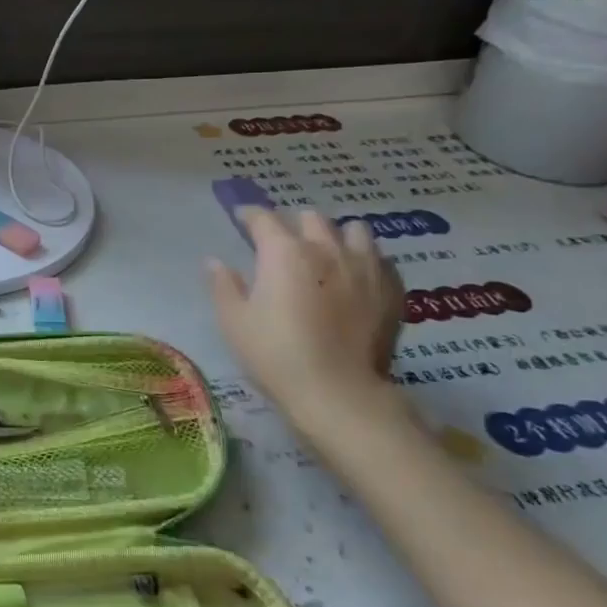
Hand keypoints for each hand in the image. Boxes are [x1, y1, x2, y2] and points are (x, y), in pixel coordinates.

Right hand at [206, 209, 402, 425]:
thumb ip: (223, 286)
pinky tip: (358, 278)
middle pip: (311, 218)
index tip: (241, 218)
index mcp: (284, 252)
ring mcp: (365, 267)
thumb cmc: (275, 354)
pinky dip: (366, 261)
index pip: (263, 218)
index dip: (249, 215)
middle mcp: (326, 248)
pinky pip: (380, 260)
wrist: (337, 392)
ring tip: (328, 254)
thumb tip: (215, 262)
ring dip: (337, 236)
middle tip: (284, 244)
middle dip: (294, 224)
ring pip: (354, 231)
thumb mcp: (234, 322)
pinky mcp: (391, 290)